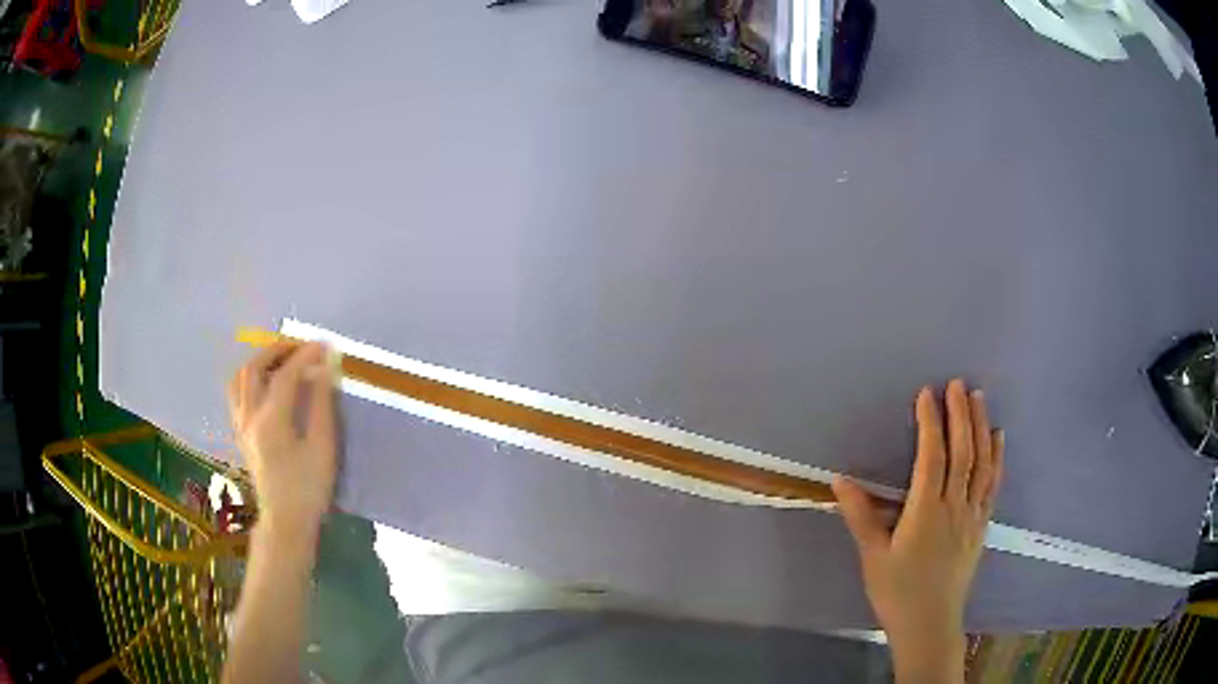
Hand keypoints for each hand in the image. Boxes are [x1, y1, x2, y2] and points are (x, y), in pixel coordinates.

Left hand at [227, 342, 338, 536]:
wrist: (286, 521)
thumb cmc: (309, 489)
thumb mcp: (323, 448)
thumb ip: (322, 405)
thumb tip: (325, 370)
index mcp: (272, 420)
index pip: (286, 374)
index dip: (306, 355)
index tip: (325, 346)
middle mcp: (250, 417)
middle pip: (254, 368)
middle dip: (277, 350)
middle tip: (300, 348)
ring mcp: (241, 425)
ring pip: (240, 379)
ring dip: (259, 361)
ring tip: (281, 361)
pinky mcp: (241, 434)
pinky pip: (236, 394)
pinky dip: (249, 379)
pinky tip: (265, 385)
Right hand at [832, 379, 1003, 682]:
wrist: (930, 624)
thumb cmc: (897, 592)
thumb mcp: (873, 557)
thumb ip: (861, 516)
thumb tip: (840, 480)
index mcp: (925, 513)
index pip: (931, 458)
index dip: (930, 423)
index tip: (927, 394)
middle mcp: (954, 507)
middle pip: (962, 453)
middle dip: (960, 415)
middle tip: (958, 383)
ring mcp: (972, 515)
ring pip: (982, 463)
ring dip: (980, 427)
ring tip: (979, 397)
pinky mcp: (982, 525)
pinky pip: (993, 484)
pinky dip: (996, 457)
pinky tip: (997, 437)